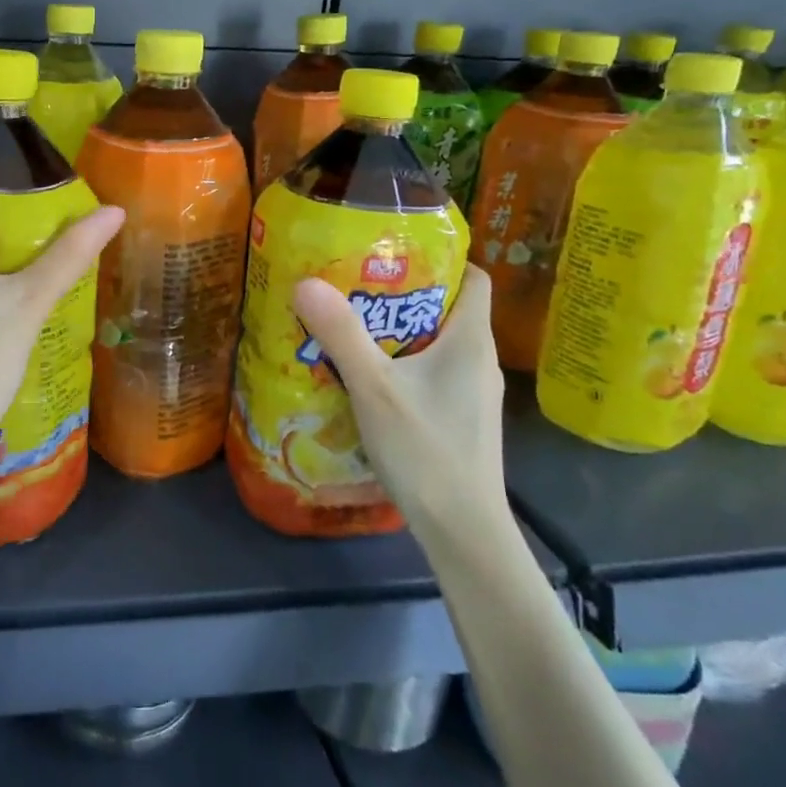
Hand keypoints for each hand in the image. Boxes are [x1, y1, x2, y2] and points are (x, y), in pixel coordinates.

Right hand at [292, 266, 507, 537]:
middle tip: (353, 285)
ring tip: (350, 326)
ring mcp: (472, 394)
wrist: (463, 533)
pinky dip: (402, 365)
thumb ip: (341, 334)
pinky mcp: (460, 420)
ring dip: (398, 332)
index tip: (394, 253)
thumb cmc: (427, 451)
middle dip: (403, 294)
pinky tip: (366, 377)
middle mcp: (478, 361)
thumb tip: (306, 282)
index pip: (474, 278)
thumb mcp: (375, 388)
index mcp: (471, 341)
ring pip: (436, 344)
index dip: (442, 259)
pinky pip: (431, 374)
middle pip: (447, 309)